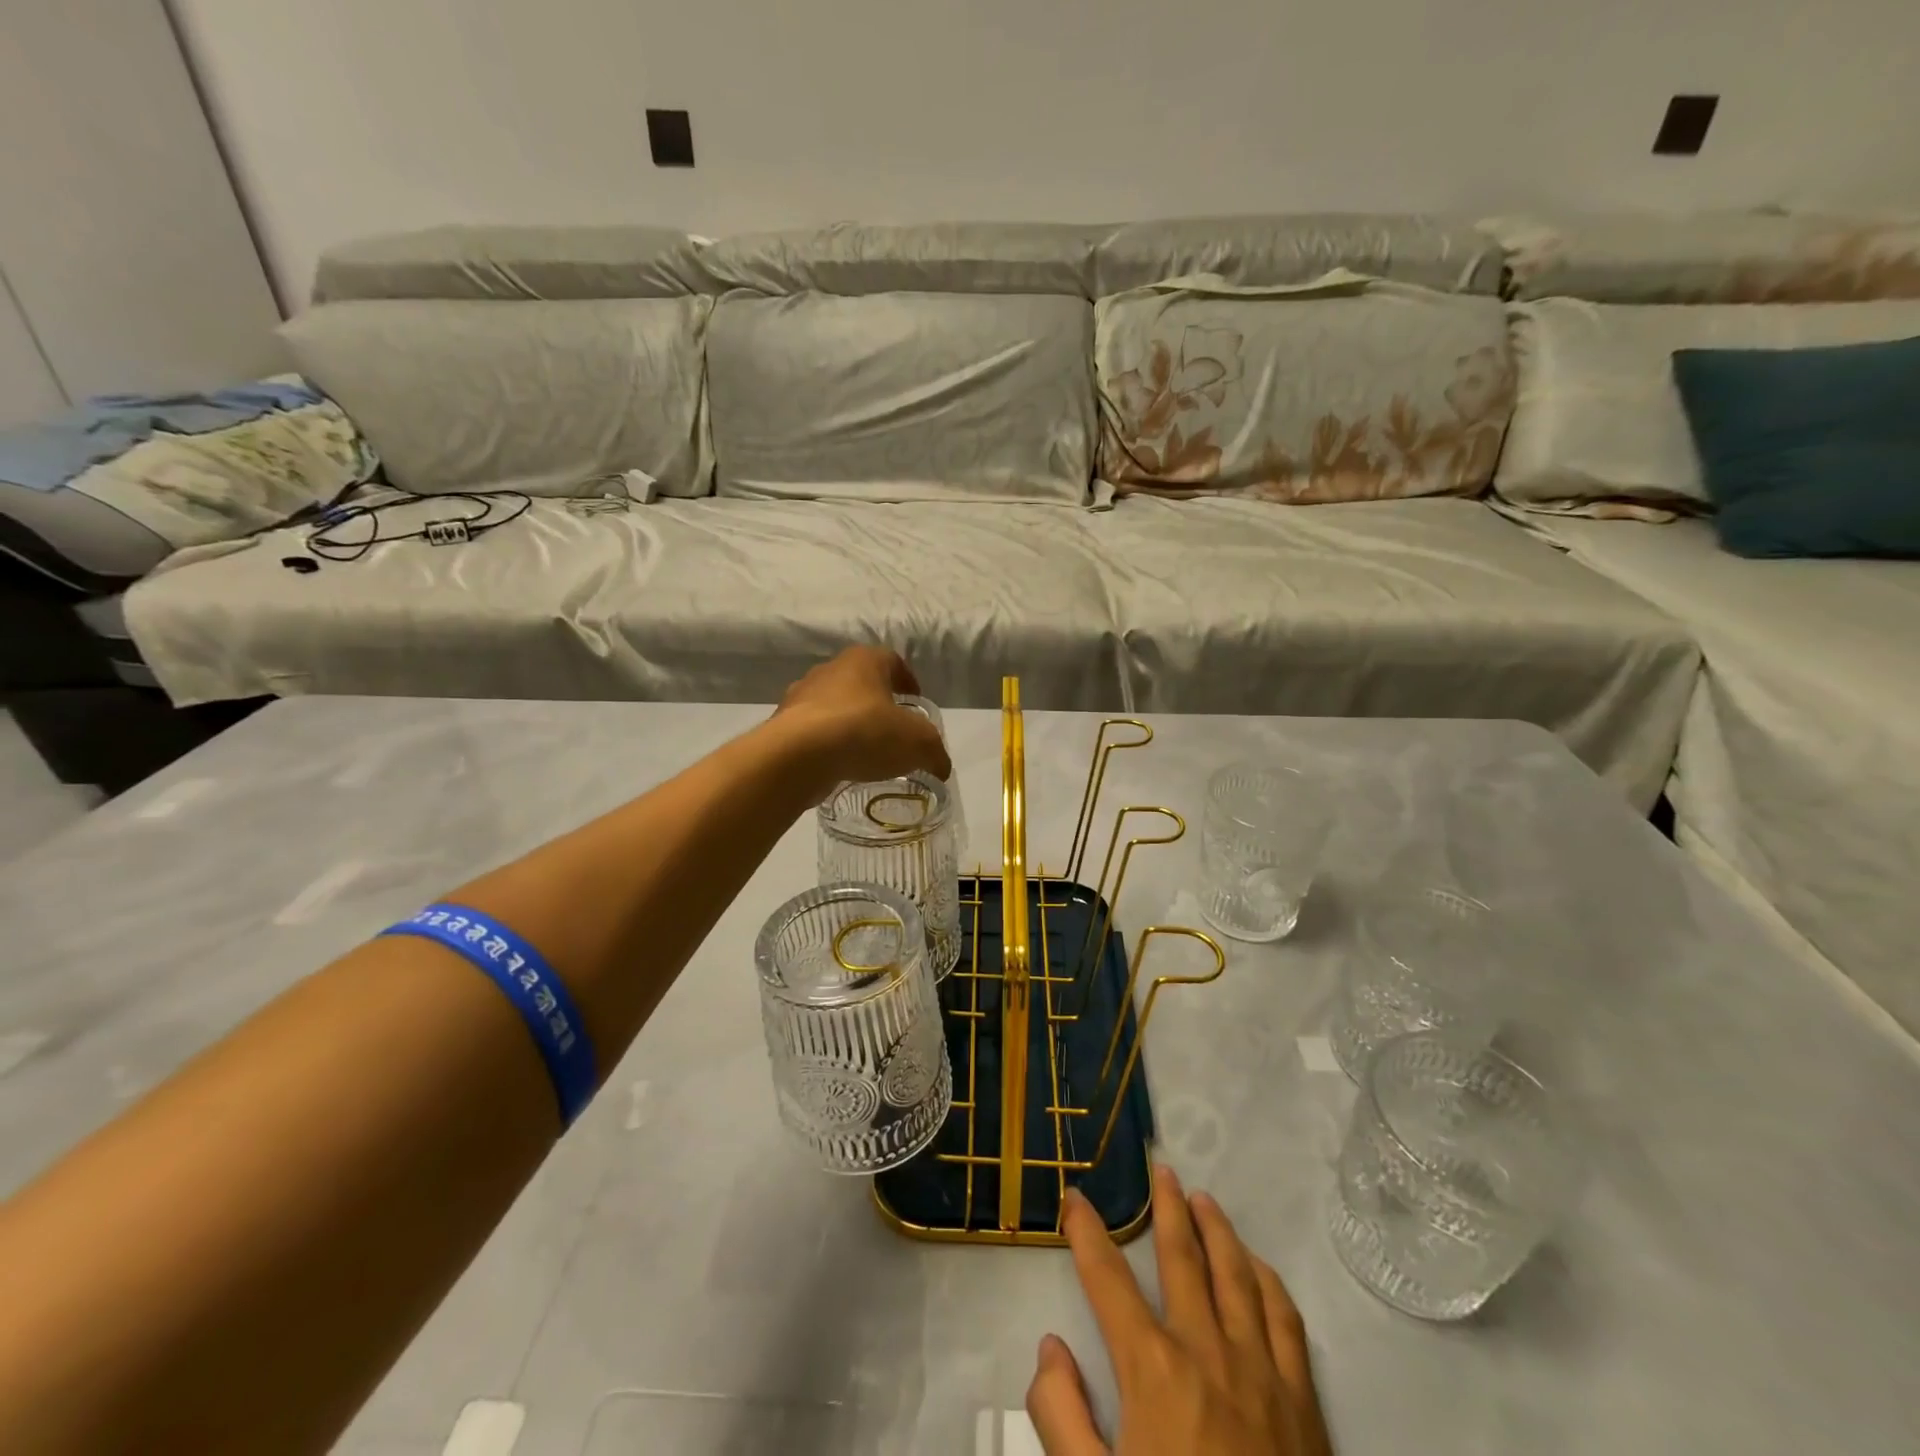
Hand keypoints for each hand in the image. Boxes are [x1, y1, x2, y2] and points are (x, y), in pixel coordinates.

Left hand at [772, 646, 953, 792]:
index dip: (907, 681)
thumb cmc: (865, 732)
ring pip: (834, 707)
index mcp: (864, 660)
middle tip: (893, 730)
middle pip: (861, 683)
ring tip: (865, 753)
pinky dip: (827, 745)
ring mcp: (801, 696)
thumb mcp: (918, 743)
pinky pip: (813, 732)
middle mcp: (830, 669)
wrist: (798, 756)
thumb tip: (941, 766)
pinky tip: (839, 766)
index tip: (914, 703)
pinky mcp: (783, 725)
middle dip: (877, 704)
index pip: (893, 661)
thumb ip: (934, 752)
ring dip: (849, 724)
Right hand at [1028, 1170, 1331, 1455]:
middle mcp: (1206, 1351)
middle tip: (1161, 1170)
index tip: (1075, 1197)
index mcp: (1153, 1369)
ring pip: (1236, 1274)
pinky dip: (1269, 1281)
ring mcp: (1261, 1372)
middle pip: (1182, 1258)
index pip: (1108, 1279)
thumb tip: (1050, 1347)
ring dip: (1217, 1229)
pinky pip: (1286, 1320)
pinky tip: (1258, 1266)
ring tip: (1204, 1198)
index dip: (1087, 1233)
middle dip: (1167, 1208)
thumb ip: (1061, 1417)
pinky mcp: (1303, 1403)